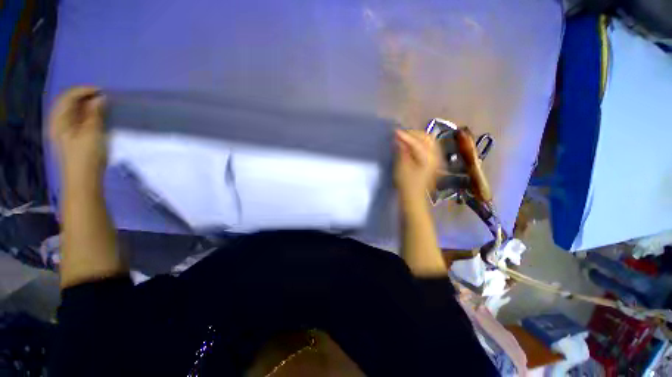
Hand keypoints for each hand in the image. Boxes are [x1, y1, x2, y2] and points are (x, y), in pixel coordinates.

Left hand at [49, 86, 106, 184]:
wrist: (83, 179)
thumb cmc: (87, 156)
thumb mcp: (92, 133)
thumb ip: (95, 114)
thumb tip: (100, 98)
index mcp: (59, 120)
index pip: (68, 97)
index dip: (84, 91)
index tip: (102, 91)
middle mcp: (57, 122)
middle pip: (68, 102)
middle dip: (85, 97)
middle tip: (102, 98)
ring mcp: (62, 131)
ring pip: (72, 111)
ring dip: (85, 106)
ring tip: (101, 106)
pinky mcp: (69, 138)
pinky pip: (75, 119)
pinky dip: (85, 115)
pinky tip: (94, 117)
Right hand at [394, 129, 440, 199]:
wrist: (414, 197)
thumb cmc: (406, 184)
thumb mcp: (402, 167)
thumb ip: (401, 151)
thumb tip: (399, 139)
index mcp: (429, 158)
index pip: (417, 142)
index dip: (405, 136)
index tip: (394, 132)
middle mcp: (436, 155)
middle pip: (427, 137)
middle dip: (413, 133)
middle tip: (400, 134)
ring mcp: (436, 158)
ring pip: (429, 141)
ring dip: (417, 137)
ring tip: (405, 137)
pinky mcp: (433, 162)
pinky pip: (429, 146)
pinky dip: (420, 142)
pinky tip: (412, 144)